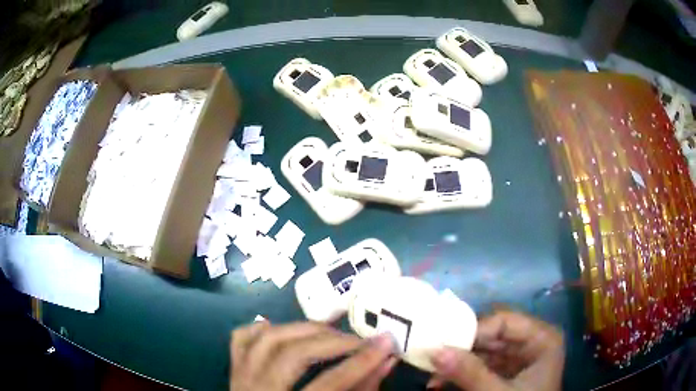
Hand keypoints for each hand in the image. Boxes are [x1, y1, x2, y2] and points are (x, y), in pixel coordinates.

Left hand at [230, 321, 396, 390]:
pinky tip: (281, 327)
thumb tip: (386, 360)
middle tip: (359, 340)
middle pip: (293, 355)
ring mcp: (240, 379)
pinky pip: (241, 339)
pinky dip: (261, 328)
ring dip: (303, 330)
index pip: (329, 384)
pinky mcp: (234, 371)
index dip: (361, 361)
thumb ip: (361, 390)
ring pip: (267, 340)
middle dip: (333, 342)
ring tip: (331, 333)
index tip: (387, 342)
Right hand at [430, 310, 563, 390]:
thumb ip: (470, 373)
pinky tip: (442, 383)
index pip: (504, 322)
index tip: (442, 345)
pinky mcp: (508, 372)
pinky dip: (463, 374)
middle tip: (431, 359)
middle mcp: (532, 342)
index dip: (473, 331)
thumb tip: (434, 350)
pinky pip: (483, 366)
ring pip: (484, 352)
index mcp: (542, 338)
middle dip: (461, 350)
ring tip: (432, 377)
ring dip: (458, 364)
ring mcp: (520, 358)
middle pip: (492, 336)